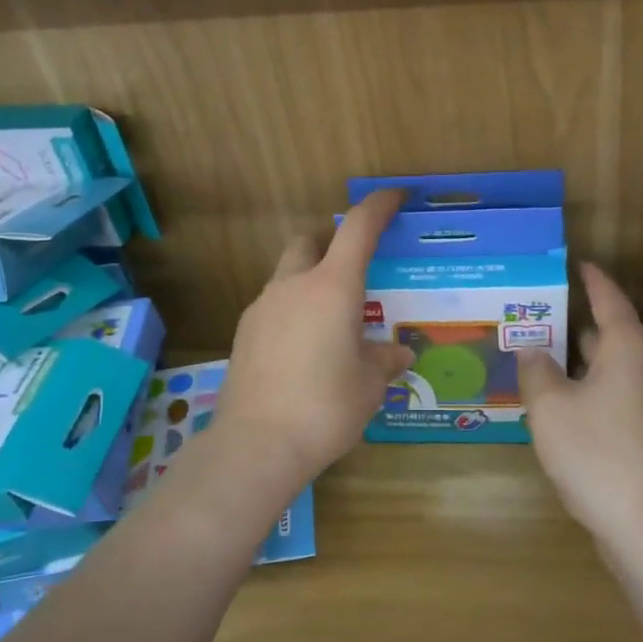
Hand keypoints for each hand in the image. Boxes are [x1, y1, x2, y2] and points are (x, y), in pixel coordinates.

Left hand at [215, 189, 414, 489]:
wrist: (256, 444)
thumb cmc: (326, 407)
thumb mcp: (368, 384)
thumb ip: (384, 360)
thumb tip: (398, 353)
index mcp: (332, 287)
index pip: (357, 229)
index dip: (377, 207)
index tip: (394, 197)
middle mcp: (294, 286)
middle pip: (310, 241)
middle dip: (331, 242)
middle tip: (354, 268)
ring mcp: (262, 307)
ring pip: (288, 274)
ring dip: (310, 280)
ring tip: (331, 319)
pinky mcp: (244, 333)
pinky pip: (274, 306)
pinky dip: (292, 310)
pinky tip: (303, 348)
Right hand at [518, 263, 642, 549]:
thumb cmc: (598, 453)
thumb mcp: (551, 407)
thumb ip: (536, 371)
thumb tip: (533, 350)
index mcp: (627, 348)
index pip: (609, 298)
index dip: (591, 279)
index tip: (574, 262)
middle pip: (610, 332)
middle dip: (576, 321)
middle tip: (537, 311)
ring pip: (611, 367)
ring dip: (579, 359)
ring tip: (541, 352)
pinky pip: (615, 394)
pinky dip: (589, 387)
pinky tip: (560, 402)